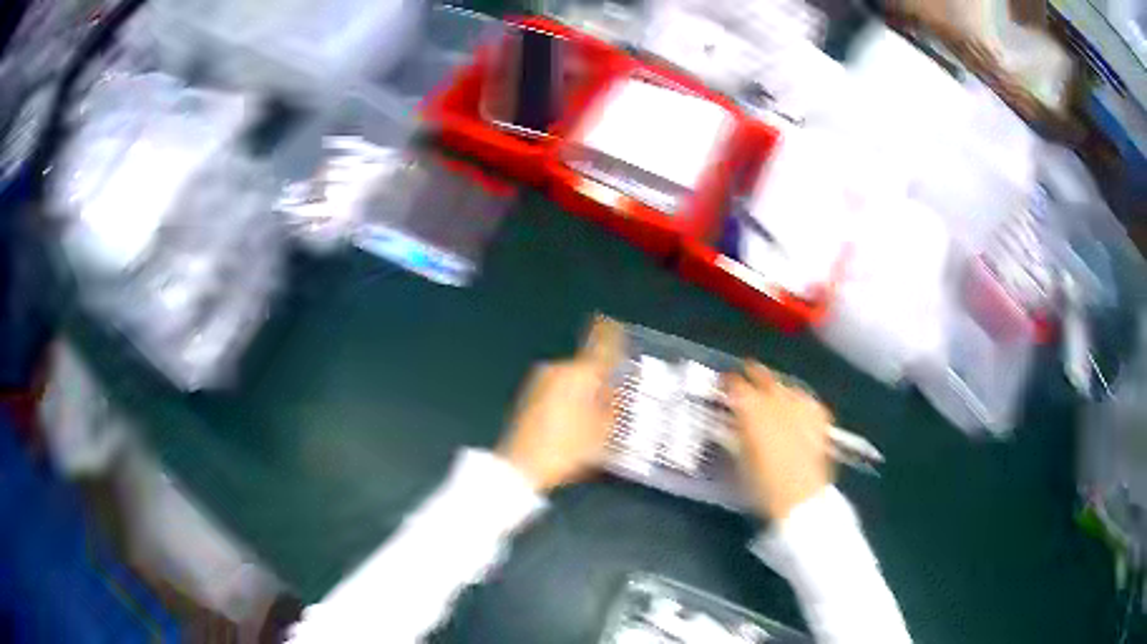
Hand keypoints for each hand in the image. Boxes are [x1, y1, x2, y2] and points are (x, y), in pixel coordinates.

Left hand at [498, 317, 623, 491]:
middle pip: (587, 367)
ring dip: (584, 391)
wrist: (520, 466)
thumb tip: (617, 391)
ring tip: (594, 416)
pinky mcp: (529, 397)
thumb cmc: (565, 449)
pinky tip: (573, 422)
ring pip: (571, 380)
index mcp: (579, 374)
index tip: (614, 322)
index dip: (610, 333)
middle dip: (600, 378)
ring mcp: (540, 382)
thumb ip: (614, 406)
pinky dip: (569, 399)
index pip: (600, 345)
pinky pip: (558, 391)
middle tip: (614, 397)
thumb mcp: (602, 432)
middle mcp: (558, 371)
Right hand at [725, 362, 833, 520]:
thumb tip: (733, 422)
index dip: (728, 383)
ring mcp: (800, 406)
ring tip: (773, 395)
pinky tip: (797, 410)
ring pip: (786, 386)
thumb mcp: (740, 457)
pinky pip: (806, 401)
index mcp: (751, 409)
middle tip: (747, 377)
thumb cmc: (762, 483)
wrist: (800, 496)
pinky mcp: (818, 417)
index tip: (723, 385)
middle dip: (754, 375)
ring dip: (777, 388)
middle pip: (763, 377)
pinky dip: (799, 402)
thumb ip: (736, 432)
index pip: (736, 385)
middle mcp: (777, 400)